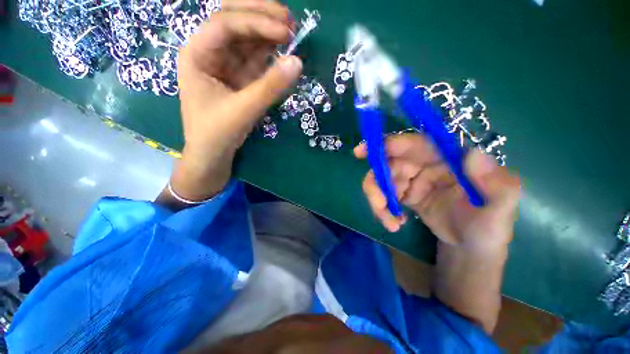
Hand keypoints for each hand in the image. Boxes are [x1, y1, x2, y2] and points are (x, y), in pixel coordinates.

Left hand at [170, 1, 301, 201]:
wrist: (213, 155)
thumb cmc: (217, 133)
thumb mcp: (243, 110)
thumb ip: (270, 87)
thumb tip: (298, 63)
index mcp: (197, 54)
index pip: (225, 25)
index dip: (256, 22)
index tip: (285, 30)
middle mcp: (209, 53)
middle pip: (234, 22)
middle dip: (260, 16)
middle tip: (289, 19)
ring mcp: (225, 65)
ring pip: (247, 39)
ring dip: (268, 33)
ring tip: (291, 32)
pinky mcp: (239, 78)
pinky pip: (255, 59)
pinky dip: (270, 54)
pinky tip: (283, 51)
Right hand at [354, 133, 519, 250]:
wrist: (471, 249)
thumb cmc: (489, 229)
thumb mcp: (501, 209)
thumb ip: (496, 183)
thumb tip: (473, 155)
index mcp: (448, 158)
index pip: (413, 144)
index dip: (387, 144)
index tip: (362, 152)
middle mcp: (426, 164)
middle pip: (389, 164)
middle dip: (377, 183)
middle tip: (378, 204)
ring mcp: (413, 180)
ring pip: (382, 181)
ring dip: (378, 200)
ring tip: (388, 220)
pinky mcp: (405, 195)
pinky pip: (385, 196)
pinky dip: (383, 209)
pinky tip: (394, 222)